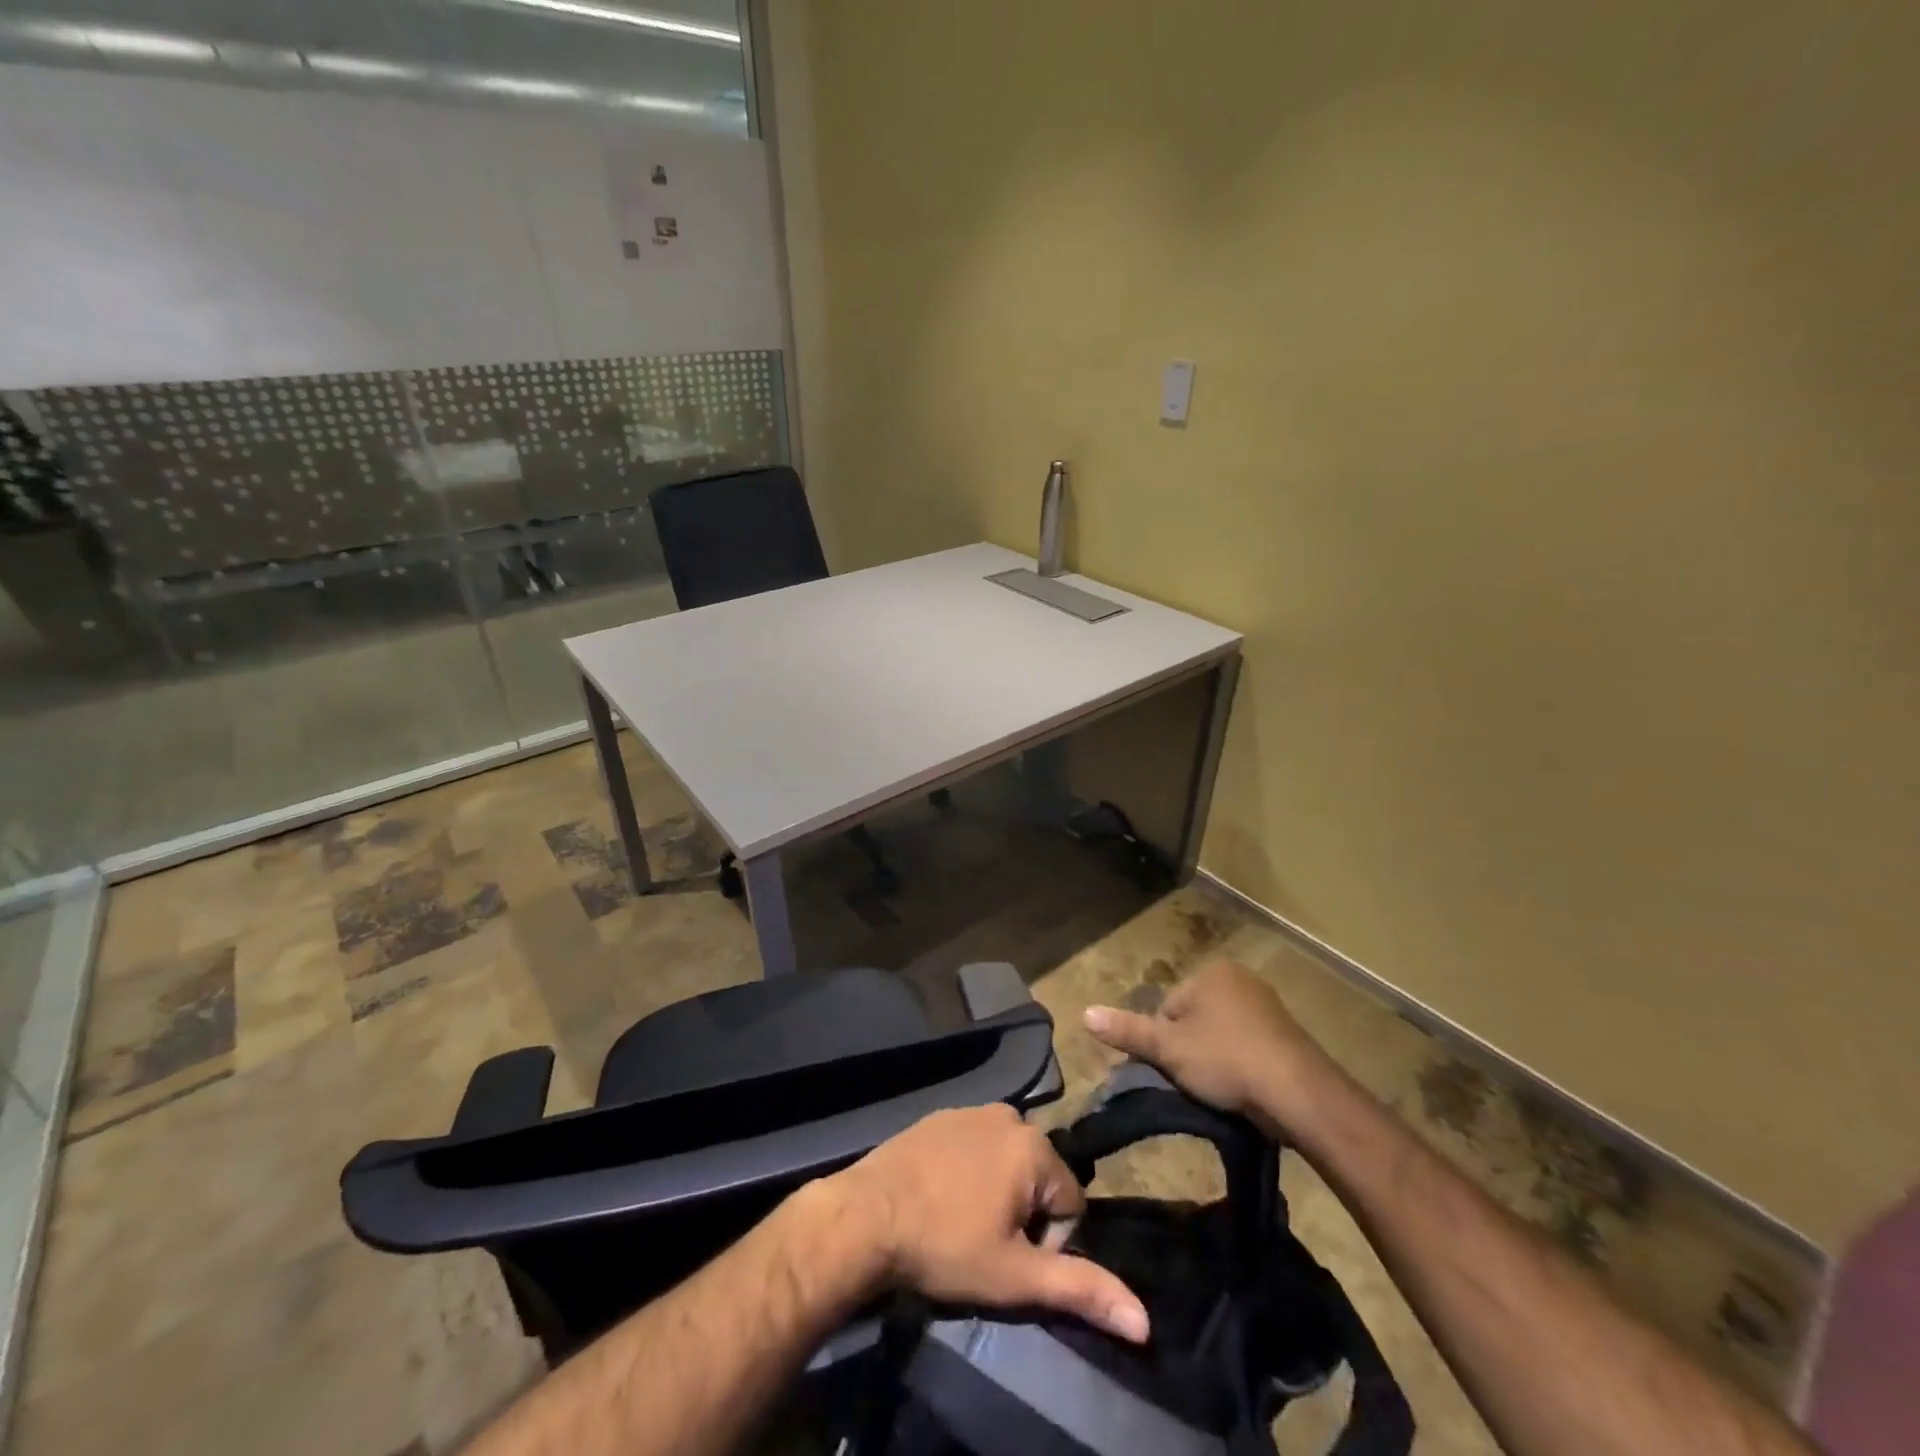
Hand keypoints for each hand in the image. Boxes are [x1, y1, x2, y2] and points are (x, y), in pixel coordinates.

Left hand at [827, 1105, 1149, 1342]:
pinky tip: (941, 1195)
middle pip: (1038, 1177)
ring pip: (1007, 1160)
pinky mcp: (942, 1113)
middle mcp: (1010, 1115)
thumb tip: (1145, 1321)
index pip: (1070, 1203)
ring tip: (961, 1219)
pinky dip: (969, 1170)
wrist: (866, 1215)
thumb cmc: (945, 1245)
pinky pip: (975, 1144)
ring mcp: (972, 1109)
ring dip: (996, 1190)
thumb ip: (1080, 1288)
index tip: (1008, 1256)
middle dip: (1022, 1212)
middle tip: (984, 1240)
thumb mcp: (1015, 1276)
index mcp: (1034, 1146)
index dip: (1047, 1240)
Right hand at [1083, 958, 1340, 1140]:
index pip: (1168, 1007)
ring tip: (1222, 1090)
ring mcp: (1267, 1004)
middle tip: (1197, 1082)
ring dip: (1217, 1058)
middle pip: (1194, 1018)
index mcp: (1209, 973)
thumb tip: (1084, 1013)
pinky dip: (1242, 1064)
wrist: (1299, 1093)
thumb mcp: (1168, 1049)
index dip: (1166, 1042)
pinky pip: (1249, 1044)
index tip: (1175, 1069)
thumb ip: (1127, 1031)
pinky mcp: (1287, 1032)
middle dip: (1191, 1048)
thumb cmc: (1226, 1060)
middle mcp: (1239, 978)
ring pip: (1221, 1033)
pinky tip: (1245, 1089)